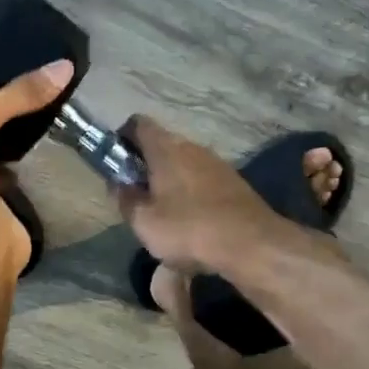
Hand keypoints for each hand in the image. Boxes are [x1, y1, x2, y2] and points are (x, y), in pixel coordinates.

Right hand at [114, 116, 283, 274]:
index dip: (122, 138)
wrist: (252, 245)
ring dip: (169, 180)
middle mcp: (193, 147)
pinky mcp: (234, 183)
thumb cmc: (189, 229)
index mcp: (166, 149)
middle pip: (161, 144)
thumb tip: (118, 184)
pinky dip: (190, 192)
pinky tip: (190, 220)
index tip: (115, 162)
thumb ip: (125, 199)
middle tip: (135, 193)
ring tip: (162, 210)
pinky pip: (202, 180)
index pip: (138, 124)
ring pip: (183, 163)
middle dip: (145, 164)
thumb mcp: (144, 222)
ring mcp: (217, 163)